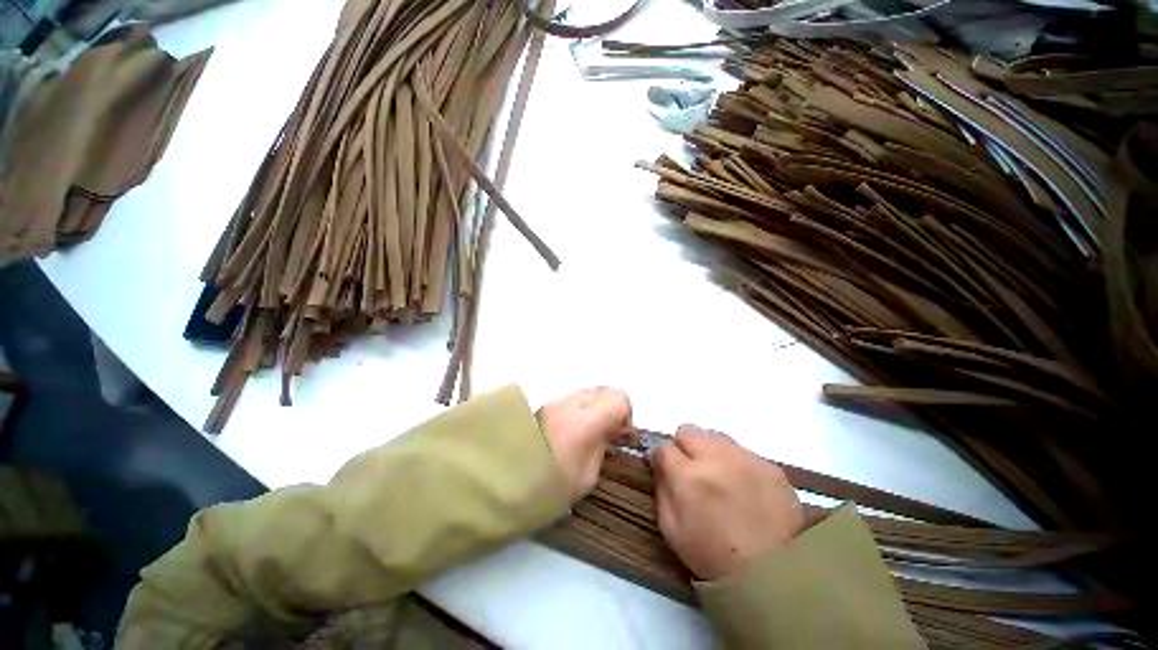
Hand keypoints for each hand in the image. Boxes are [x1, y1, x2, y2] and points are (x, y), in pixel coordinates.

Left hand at [537, 387, 631, 499]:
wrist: (495, 483)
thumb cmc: (544, 489)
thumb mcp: (584, 478)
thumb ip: (600, 448)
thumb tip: (605, 434)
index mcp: (583, 422)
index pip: (617, 398)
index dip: (626, 414)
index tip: (620, 435)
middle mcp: (568, 404)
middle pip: (601, 390)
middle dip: (609, 409)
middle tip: (606, 435)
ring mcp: (551, 403)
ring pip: (584, 394)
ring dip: (592, 409)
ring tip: (585, 436)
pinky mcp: (539, 406)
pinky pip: (568, 401)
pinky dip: (576, 412)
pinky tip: (568, 434)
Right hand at [651, 425, 803, 580]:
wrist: (776, 576)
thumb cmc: (713, 556)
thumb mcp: (672, 529)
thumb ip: (662, 488)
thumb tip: (659, 462)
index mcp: (688, 477)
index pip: (663, 447)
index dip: (662, 459)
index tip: (667, 470)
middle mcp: (715, 458)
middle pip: (688, 431)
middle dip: (684, 447)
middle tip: (693, 471)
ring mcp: (745, 459)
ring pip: (715, 436)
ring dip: (711, 452)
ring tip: (721, 478)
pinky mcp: (770, 465)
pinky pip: (743, 452)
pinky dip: (737, 464)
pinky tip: (745, 488)